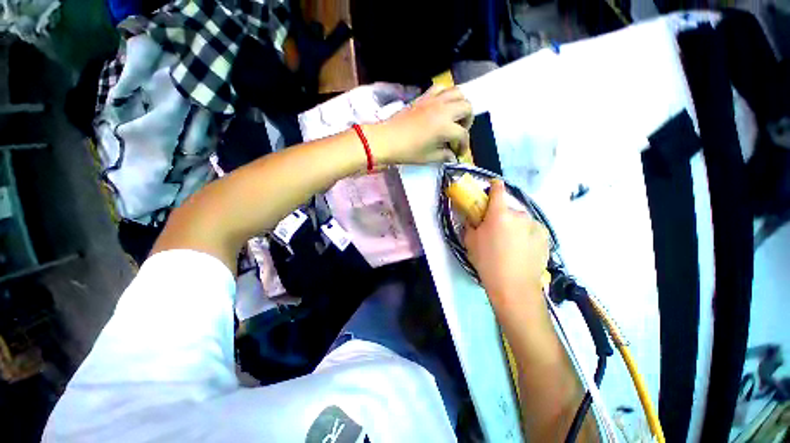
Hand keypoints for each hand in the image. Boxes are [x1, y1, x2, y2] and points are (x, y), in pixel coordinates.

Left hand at [367, 86, 472, 164]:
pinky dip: (445, 95)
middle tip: (458, 133)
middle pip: (467, 108)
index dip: (463, 146)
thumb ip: (443, 155)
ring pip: (457, 92)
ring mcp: (434, 100)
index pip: (463, 135)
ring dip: (460, 105)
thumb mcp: (428, 157)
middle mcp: (443, 109)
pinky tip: (441, 107)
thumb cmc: (407, 151)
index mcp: (445, 127)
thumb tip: (451, 155)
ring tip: (453, 117)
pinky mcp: (424, 97)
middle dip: (467, 122)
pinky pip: (440, 88)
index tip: (458, 153)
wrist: (386, 140)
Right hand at [464, 180, 549, 309]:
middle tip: (496, 231)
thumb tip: (473, 219)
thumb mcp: (470, 242)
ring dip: (515, 226)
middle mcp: (519, 214)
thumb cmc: (487, 262)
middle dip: (502, 216)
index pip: (498, 189)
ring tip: (511, 244)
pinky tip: (523, 250)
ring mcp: (535, 224)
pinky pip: (532, 229)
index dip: (494, 186)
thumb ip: (470, 225)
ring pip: (521, 220)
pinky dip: (526, 234)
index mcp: (499, 213)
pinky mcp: (545, 236)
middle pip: (508, 209)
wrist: (514, 286)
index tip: (492, 187)